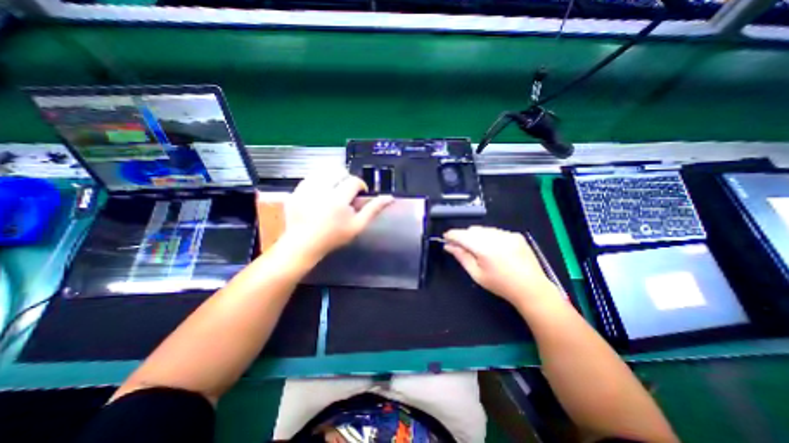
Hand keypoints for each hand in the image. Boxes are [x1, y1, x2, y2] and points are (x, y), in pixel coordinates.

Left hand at [283, 170, 393, 263]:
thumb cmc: (333, 237)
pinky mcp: (296, 191)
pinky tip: (320, 192)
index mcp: (338, 200)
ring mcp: (306, 190)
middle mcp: (321, 191)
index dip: (360, 185)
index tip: (359, 194)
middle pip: (338, 171)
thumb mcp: (357, 226)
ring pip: (324, 171)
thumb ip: (373, 210)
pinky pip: (310, 177)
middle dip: (346, 179)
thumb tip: (390, 197)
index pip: (354, 181)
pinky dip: (319, 181)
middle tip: (346, 192)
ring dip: (332, 178)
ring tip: (334, 191)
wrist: (304, 244)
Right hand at [444, 228, 559, 304]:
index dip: (451, 235)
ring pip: (484, 229)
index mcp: (484, 248)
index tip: (446, 238)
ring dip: (477, 236)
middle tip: (462, 247)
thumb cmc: (500, 285)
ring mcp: (507, 234)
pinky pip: (496, 231)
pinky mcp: (516, 235)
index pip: (462, 235)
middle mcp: (495, 237)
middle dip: (464, 236)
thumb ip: (461, 257)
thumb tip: (448, 246)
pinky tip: (495, 249)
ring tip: (480, 249)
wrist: (531, 288)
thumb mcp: (476, 274)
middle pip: (472, 230)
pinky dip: (490, 237)